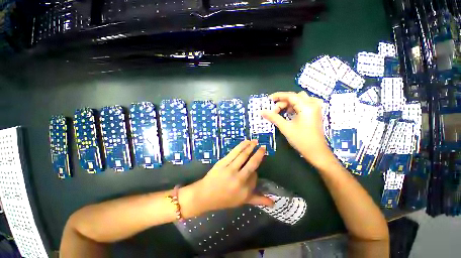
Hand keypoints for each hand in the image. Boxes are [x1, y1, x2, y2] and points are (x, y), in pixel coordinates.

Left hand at [193, 140, 273, 212]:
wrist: (204, 195)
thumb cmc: (224, 199)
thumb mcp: (242, 201)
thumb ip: (258, 200)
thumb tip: (273, 202)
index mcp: (244, 190)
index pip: (255, 176)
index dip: (255, 172)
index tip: (253, 171)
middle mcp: (239, 179)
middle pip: (252, 163)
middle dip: (259, 154)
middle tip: (263, 147)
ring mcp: (230, 169)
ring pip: (243, 155)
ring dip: (250, 147)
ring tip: (255, 141)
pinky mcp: (222, 163)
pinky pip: (234, 153)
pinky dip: (241, 146)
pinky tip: (245, 142)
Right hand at [261, 91, 330, 164]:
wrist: (316, 152)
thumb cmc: (301, 139)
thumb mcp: (285, 127)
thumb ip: (273, 117)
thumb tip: (262, 111)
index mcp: (306, 106)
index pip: (290, 96)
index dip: (278, 96)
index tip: (269, 99)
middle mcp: (313, 104)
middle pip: (295, 97)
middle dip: (283, 102)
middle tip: (274, 111)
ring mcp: (315, 109)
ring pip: (299, 100)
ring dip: (288, 105)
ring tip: (280, 113)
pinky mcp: (315, 113)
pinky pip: (303, 105)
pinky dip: (294, 107)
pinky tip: (289, 114)